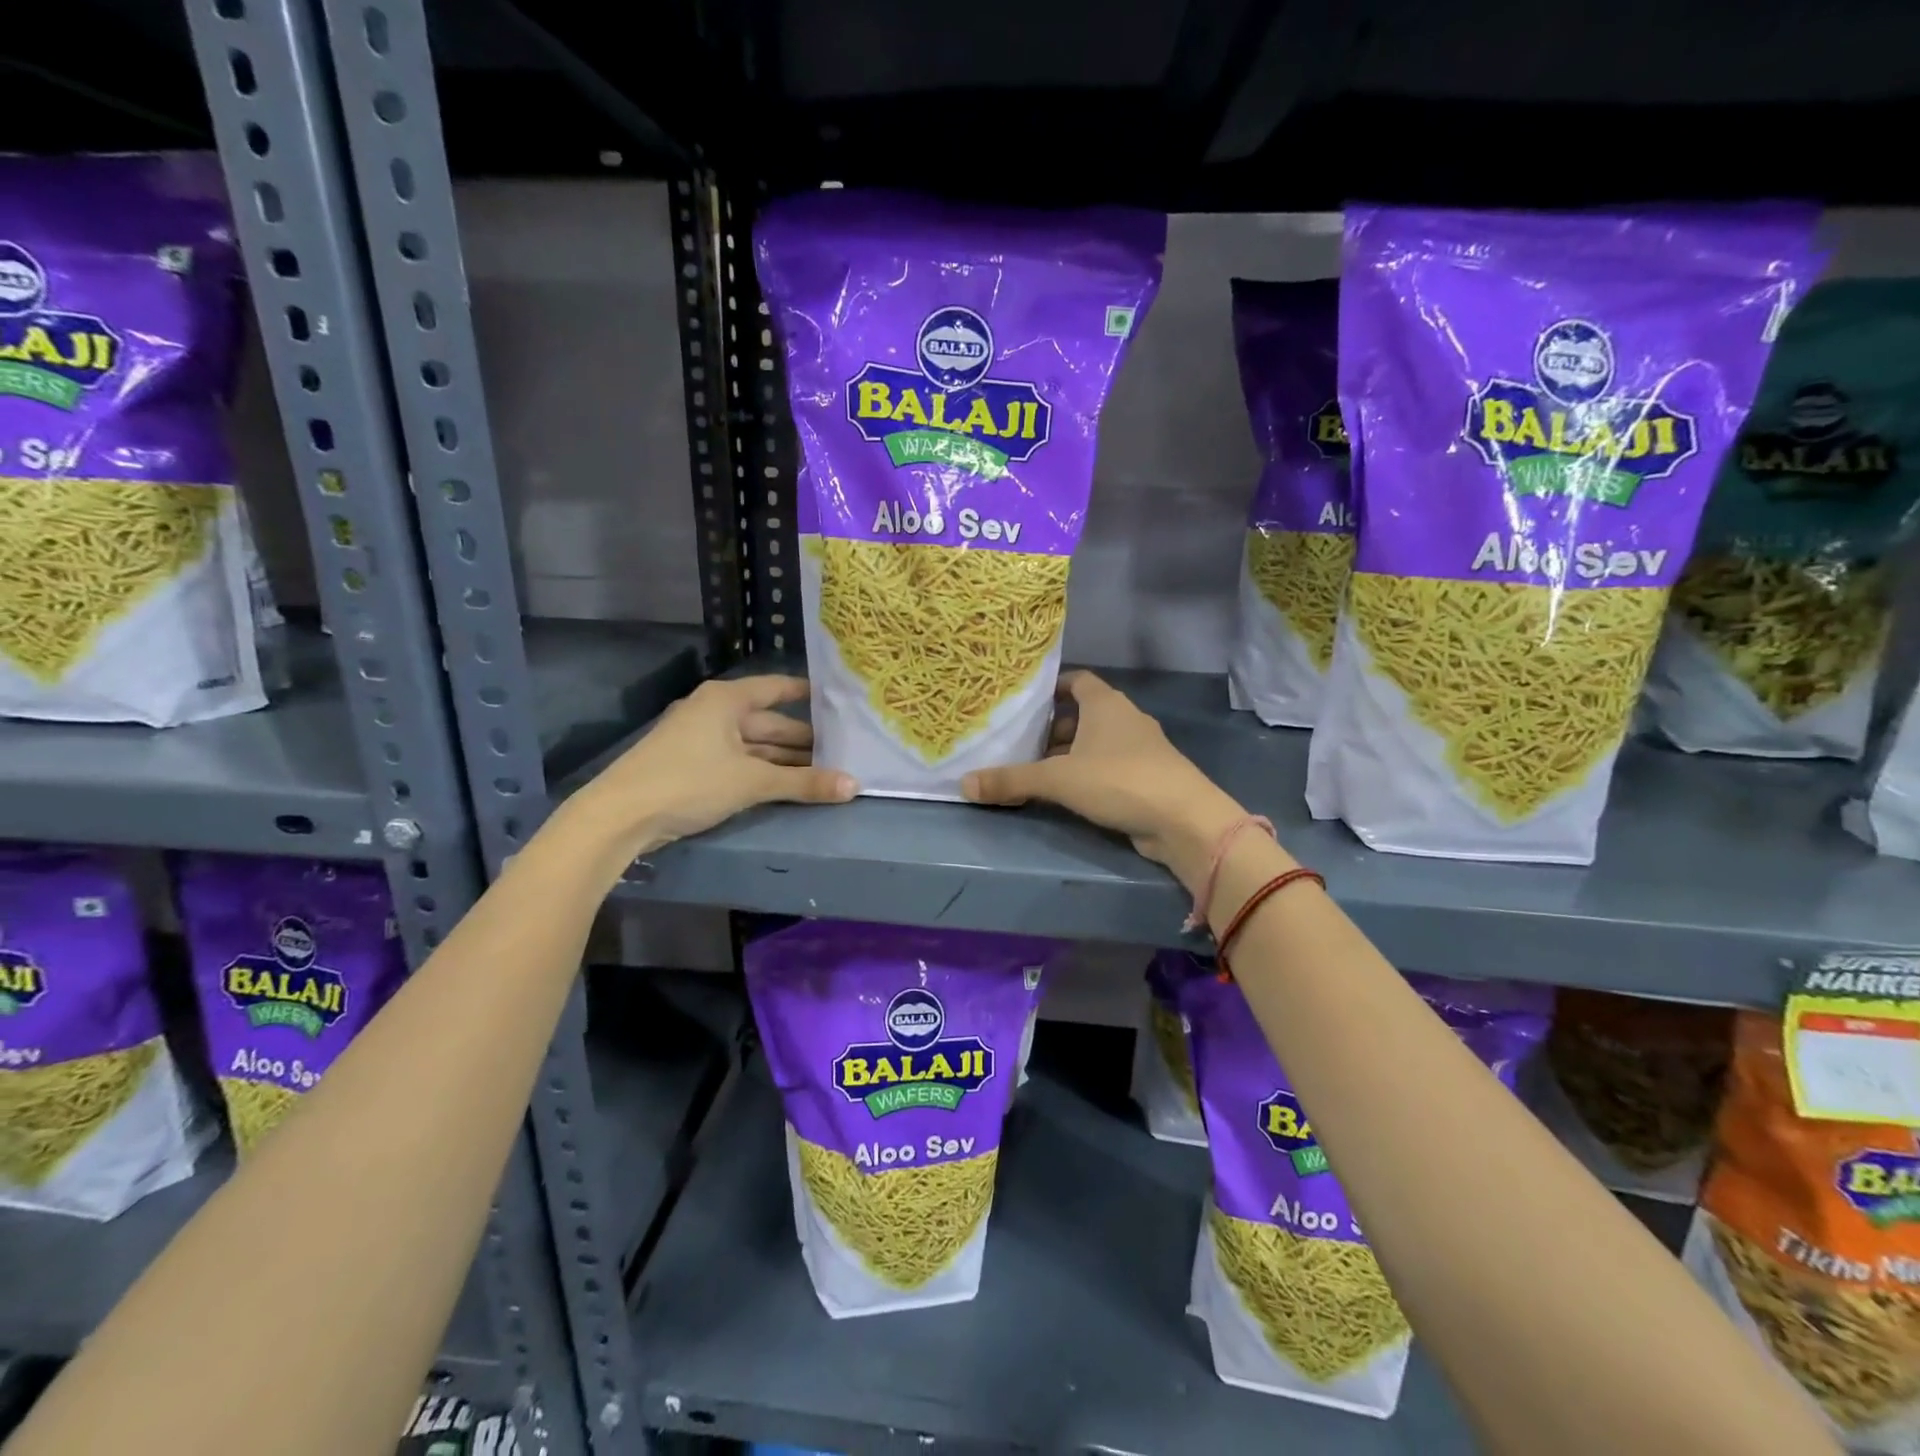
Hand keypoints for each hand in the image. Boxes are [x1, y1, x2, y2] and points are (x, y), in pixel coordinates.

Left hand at [570, 675, 854, 859]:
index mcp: (726, 700)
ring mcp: (700, 739)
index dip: (807, 693)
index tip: (838, 699)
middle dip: (803, 737)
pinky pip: (739, 761)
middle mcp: (714, 711)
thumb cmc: (690, 782)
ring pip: (754, 744)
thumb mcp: (752, 782)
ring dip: (784, 758)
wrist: (620, 815)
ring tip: (824, 768)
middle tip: (843, 747)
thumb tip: (854, 786)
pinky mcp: (692, 765)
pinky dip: (763, 770)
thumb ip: (804, 783)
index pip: (776, 688)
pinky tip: (787, 783)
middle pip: (768, 721)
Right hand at [961, 672, 1257, 890]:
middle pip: (1083, 713)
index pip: (1077, 680)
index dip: (1052, 687)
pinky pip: (1110, 765)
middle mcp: (1125, 718)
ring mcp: (1141, 748)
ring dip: (1071, 753)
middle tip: (1021, 742)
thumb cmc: (1119, 780)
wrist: (1183, 819)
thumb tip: (964, 783)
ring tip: (1038, 770)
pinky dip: (1089, 773)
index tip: (1026, 702)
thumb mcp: (1057, 779)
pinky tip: (1069, 793)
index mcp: (1105, 704)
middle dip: (1054, 727)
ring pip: (1097, 742)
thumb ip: (1012, 780)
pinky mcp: (1148, 776)